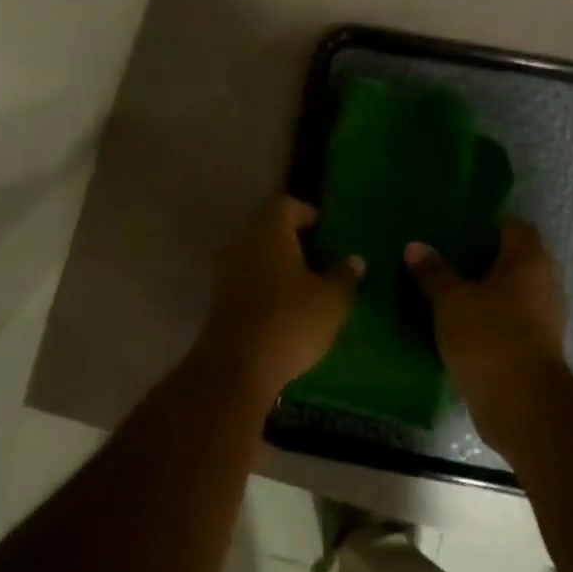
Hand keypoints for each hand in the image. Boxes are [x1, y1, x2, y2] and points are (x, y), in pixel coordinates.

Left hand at [196, 197, 362, 398]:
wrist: (237, 366)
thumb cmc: (290, 320)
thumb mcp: (332, 300)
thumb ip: (344, 275)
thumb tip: (354, 260)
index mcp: (268, 231)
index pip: (285, 205)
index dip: (307, 214)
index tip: (327, 232)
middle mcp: (241, 243)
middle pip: (268, 230)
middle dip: (294, 241)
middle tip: (322, 259)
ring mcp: (224, 272)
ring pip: (255, 256)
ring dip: (278, 266)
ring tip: (307, 286)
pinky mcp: (218, 301)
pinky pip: (246, 281)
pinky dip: (265, 287)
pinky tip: (286, 308)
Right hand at [406, 219, 568, 437]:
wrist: (520, 402)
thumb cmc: (488, 336)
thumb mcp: (451, 301)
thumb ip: (433, 272)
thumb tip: (415, 246)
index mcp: (528, 260)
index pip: (511, 226)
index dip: (484, 224)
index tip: (453, 228)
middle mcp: (543, 282)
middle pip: (512, 259)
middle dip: (480, 258)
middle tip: (443, 257)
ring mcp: (543, 316)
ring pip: (510, 291)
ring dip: (484, 290)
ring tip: (445, 289)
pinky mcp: (534, 345)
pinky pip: (508, 318)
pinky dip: (488, 316)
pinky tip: (458, 321)